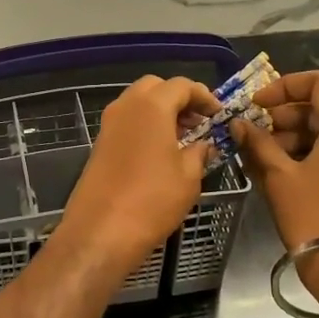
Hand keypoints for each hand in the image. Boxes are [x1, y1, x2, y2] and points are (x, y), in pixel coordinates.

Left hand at [57, 76, 220, 280]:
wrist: (100, 232)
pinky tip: (160, 153)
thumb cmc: (152, 200)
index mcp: (151, 106)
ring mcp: (108, 126)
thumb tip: (203, 145)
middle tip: (198, 123)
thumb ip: (199, 153)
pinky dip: (145, 128)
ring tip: (183, 140)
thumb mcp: (188, 177)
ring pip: (137, 104)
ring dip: (161, 113)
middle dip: (179, 99)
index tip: (218, 115)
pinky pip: (127, 124)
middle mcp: (126, 107)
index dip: (204, 97)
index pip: (181, 85)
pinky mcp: (99, 145)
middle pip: (155, 88)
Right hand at [231, 71, 318, 253]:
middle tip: (255, 136)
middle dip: (285, 117)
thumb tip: (239, 124)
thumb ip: (258, 144)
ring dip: (293, 138)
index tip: (258, 105)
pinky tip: (280, 174)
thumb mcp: (278, 176)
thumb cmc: (312, 215)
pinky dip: (308, 155)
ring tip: (262, 159)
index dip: (285, 86)